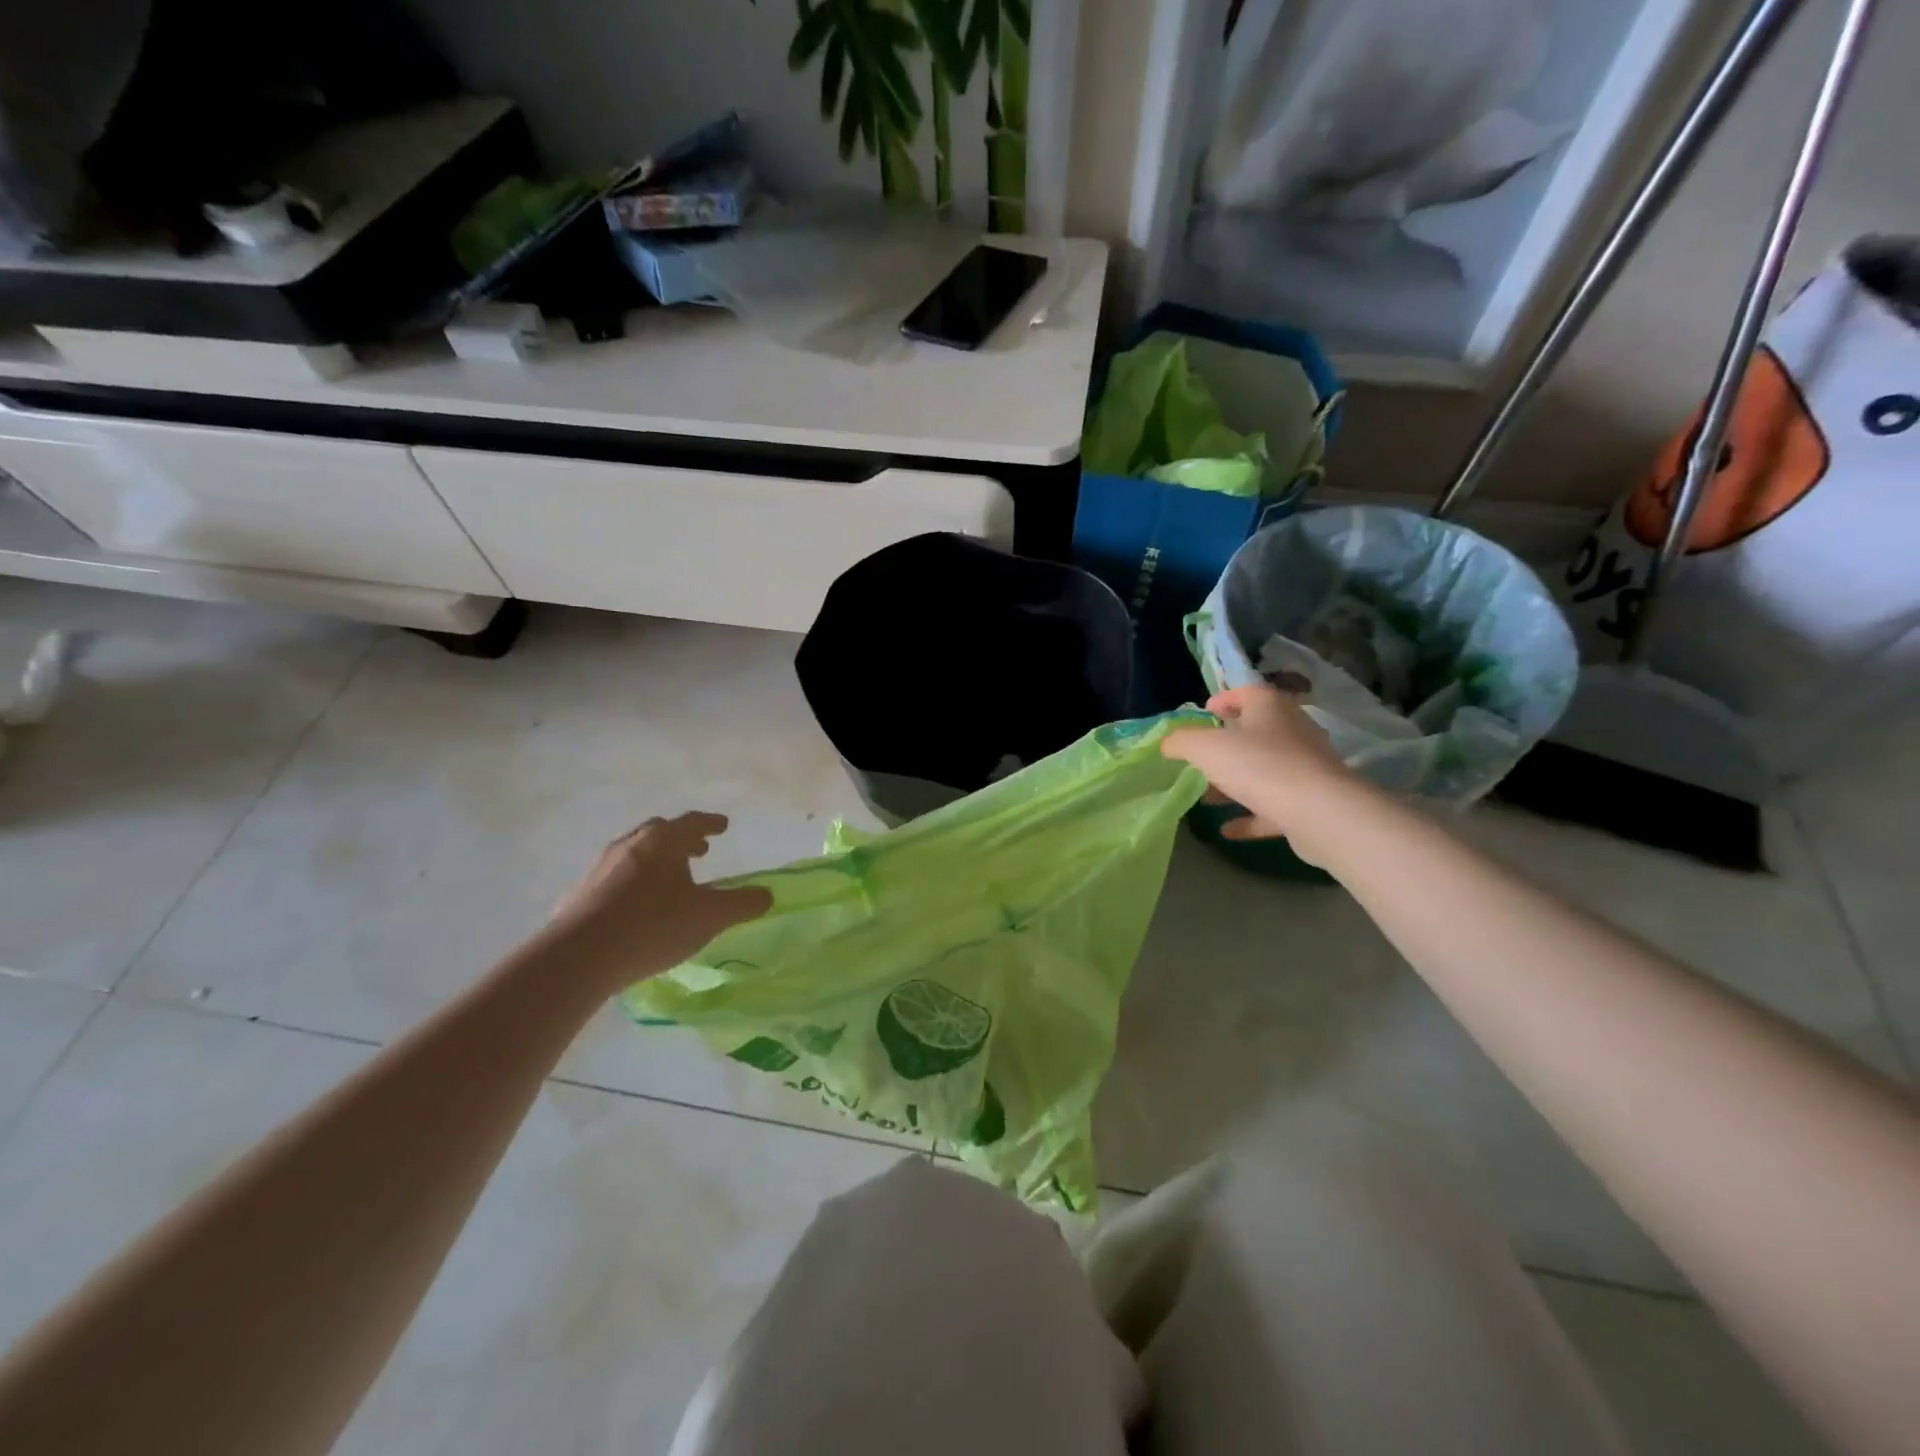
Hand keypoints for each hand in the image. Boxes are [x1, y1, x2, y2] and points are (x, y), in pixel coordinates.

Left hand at [549, 812, 771, 988]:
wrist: (578, 957)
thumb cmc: (653, 926)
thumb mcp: (709, 917)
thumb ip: (742, 904)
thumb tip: (767, 894)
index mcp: (663, 842)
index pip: (692, 822)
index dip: (710, 823)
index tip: (723, 826)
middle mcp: (630, 846)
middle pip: (659, 833)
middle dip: (682, 839)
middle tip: (698, 851)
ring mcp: (599, 868)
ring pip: (633, 854)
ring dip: (655, 860)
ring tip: (668, 879)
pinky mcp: (578, 894)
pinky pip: (612, 879)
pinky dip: (631, 883)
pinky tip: (633, 906)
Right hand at [1162, 684, 1358, 860]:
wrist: (1319, 813)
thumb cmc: (1259, 765)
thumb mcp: (1205, 748)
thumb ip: (1181, 741)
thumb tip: (1167, 743)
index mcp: (1270, 707)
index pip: (1245, 693)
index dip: (1222, 700)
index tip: (1203, 714)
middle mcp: (1292, 731)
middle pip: (1254, 733)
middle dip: (1224, 747)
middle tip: (1197, 760)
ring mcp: (1304, 767)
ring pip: (1263, 770)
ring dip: (1234, 783)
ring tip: (1205, 797)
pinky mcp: (1310, 802)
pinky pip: (1273, 806)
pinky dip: (1250, 815)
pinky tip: (1227, 829)